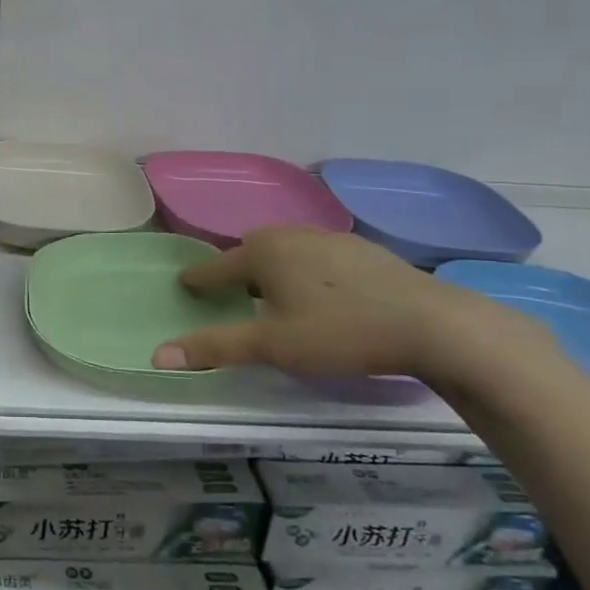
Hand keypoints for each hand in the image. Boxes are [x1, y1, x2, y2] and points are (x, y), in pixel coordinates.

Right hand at [149, 226, 544, 385]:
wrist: (431, 323)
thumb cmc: (339, 332)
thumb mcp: (272, 345)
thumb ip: (215, 347)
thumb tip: (157, 355)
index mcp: (262, 252)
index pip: (216, 266)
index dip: (199, 280)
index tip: (185, 285)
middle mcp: (291, 234)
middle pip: (251, 252)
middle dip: (237, 271)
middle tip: (230, 295)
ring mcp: (330, 237)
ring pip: (287, 251)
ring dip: (273, 269)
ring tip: (275, 295)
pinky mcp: (363, 250)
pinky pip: (318, 256)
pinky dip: (307, 271)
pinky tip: (323, 295)